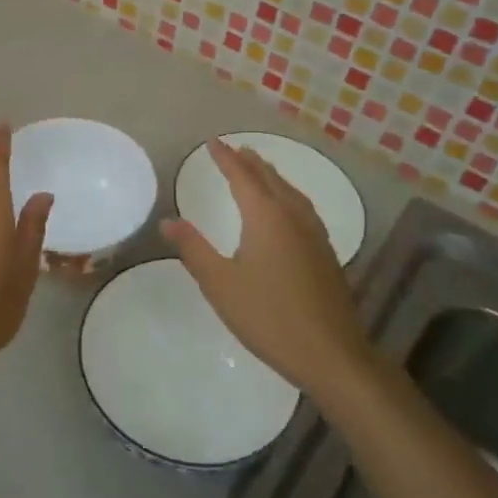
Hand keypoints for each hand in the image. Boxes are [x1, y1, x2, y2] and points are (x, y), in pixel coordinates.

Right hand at [161, 140, 361, 399]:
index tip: (213, 143)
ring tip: (260, 170)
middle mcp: (293, 217)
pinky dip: (288, 195)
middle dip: (250, 162)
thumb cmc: (268, 317)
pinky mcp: (326, 254)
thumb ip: (193, 249)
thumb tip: (167, 220)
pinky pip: (303, 208)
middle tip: (235, 149)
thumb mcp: (220, 284)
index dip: (226, 158)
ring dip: (272, 177)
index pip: (242, 177)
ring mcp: (315, 235)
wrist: (330, 354)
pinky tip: (288, 210)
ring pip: (291, 193)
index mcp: (266, 218)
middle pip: (270, 179)